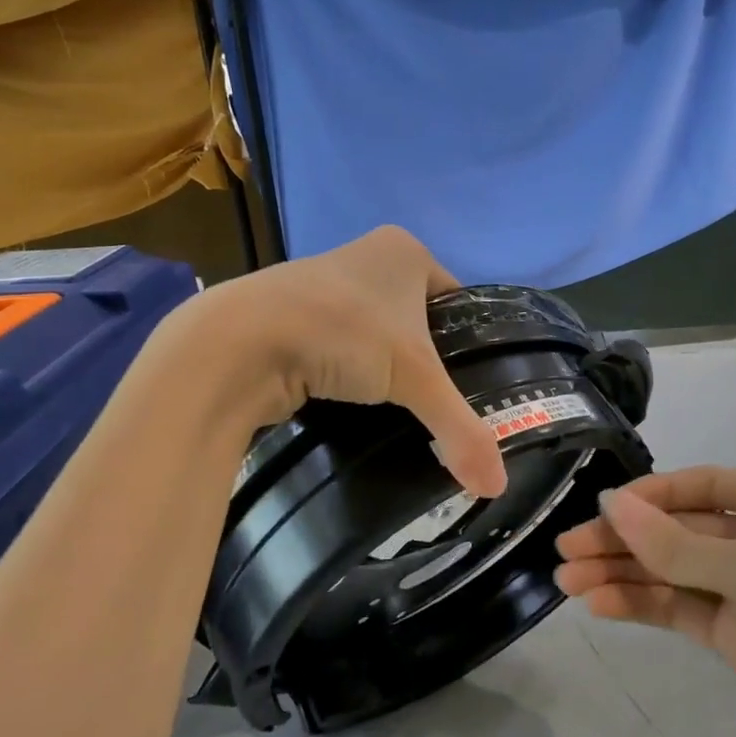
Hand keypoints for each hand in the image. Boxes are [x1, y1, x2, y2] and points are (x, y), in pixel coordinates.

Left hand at [176, 226, 507, 498]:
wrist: (238, 343)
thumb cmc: (342, 332)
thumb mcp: (414, 378)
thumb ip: (460, 429)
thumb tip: (497, 487)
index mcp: (404, 250)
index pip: (456, 299)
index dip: (467, 341)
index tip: (472, 384)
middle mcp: (365, 256)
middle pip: (416, 317)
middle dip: (424, 359)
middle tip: (435, 404)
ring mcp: (324, 284)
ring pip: (376, 333)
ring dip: (383, 367)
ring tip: (398, 409)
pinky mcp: (291, 316)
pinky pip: (339, 345)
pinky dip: (348, 372)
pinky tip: (354, 403)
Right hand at [554, 468, 735, 736]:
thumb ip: (675, 541)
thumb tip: (611, 503)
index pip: (705, 484)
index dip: (648, 497)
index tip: (597, 511)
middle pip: (685, 528)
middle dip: (627, 540)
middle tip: (566, 551)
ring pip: (680, 570)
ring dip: (627, 574)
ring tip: (567, 582)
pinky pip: (687, 609)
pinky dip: (646, 605)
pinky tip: (601, 605)